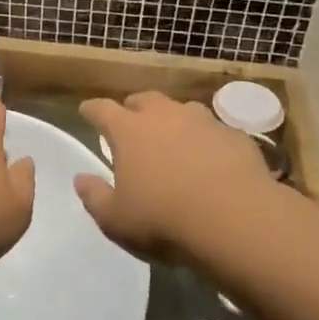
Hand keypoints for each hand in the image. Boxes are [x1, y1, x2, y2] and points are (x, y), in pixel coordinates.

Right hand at [74, 92, 274, 260]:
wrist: (236, 220)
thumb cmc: (164, 219)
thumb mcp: (116, 219)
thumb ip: (94, 196)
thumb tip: (81, 179)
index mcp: (128, 130)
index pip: (102, 109)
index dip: (92, 110)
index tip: (86, 112)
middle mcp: (164, 115)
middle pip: (144, 99)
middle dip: (134, 108)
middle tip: (131, 124)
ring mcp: (203, 121)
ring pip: (182, 109)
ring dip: (173, 120)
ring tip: (173, 140)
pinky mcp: (234, 135)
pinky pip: (214, 131)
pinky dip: (207, 140)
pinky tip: (211, 160)